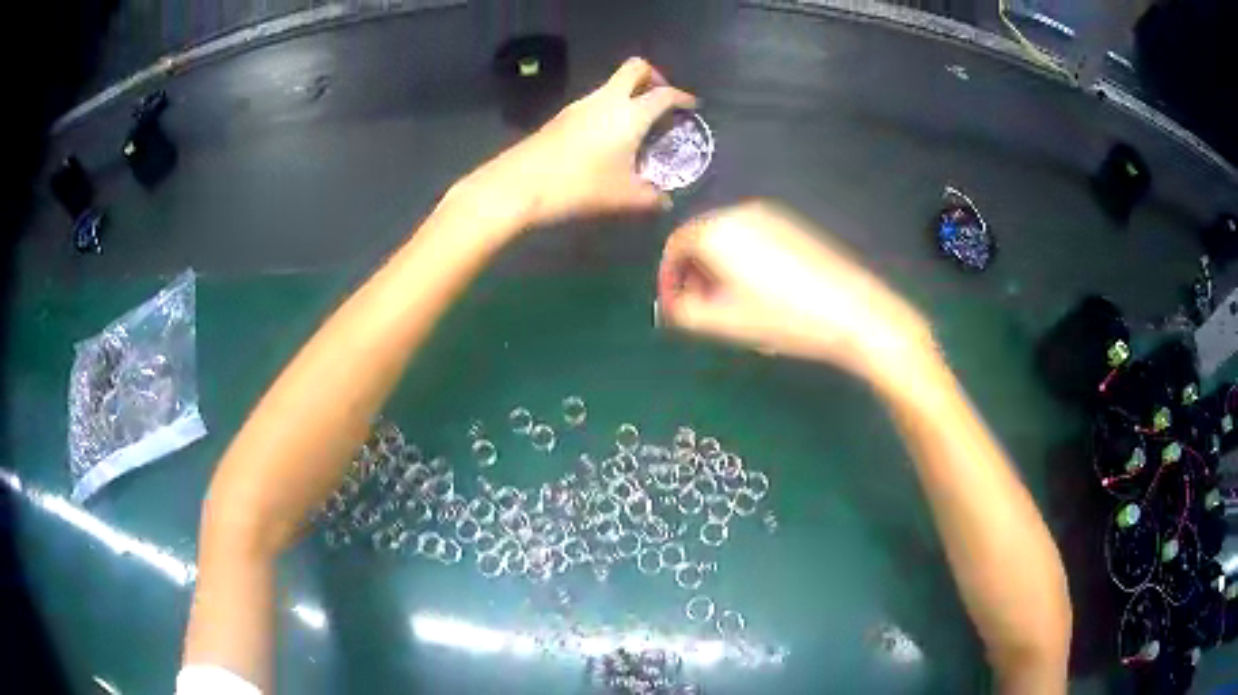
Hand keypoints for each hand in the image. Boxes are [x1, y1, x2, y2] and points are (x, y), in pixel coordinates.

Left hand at [456, 57, 696, 226]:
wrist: (520, 184)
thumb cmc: (580, 187)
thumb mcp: (623, 197)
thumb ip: (650, 198)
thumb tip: (665, 201)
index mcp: (630, 114)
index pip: (664, 94)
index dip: (682, 97)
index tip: (692, 106)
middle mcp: (607, 100)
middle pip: (635, 68)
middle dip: (654, 76)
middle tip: (661, 100)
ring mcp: (581, 104)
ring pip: (613, 84)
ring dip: (630, 93)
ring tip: (637, 125)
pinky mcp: (563, 115)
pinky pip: (596, 100)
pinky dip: (610, 107)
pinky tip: (609, 137)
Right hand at [657, 201, 934, 383]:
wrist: (851, 310)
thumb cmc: (782, 316)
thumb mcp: (725, 322)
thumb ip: (685, 312)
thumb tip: (673, 305)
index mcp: (717, 231)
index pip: (676, 246)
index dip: (670, 277)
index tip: (675, 305)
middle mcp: (739, 213)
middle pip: (701, 238)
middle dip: (694, 272)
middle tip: (700, 307)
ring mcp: (769, 216)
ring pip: (728, 237)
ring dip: (718, 266)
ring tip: (730, 302)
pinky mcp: (792, 225)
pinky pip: (752, 237)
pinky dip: (742, 259)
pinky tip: (759, 289)